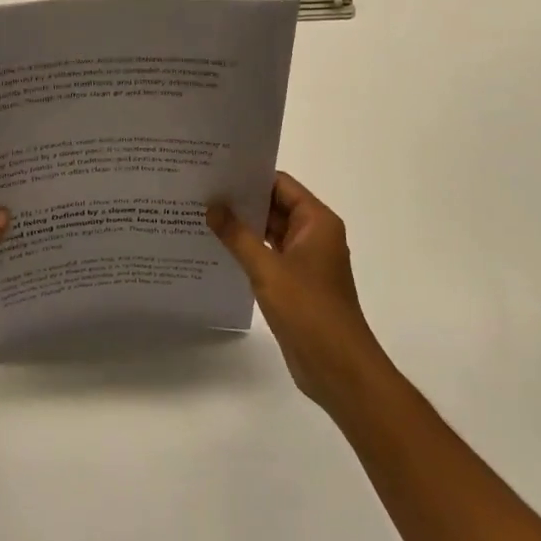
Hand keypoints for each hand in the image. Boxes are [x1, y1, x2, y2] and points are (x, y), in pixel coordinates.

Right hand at [207, 172, 391, 413]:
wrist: (339, 369)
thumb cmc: (309, 310)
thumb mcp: (268, 269)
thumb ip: (238, 236)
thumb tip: (213, 206)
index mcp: (317, 222)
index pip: (280, 184)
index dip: (250, 176)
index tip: (216, 171)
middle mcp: (314, 235)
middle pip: (274, 206)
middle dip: (241, 201)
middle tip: (201, 191)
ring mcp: (305, 261)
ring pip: (270, 232)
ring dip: (242, 227)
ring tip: (202, 215)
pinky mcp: (296, 283)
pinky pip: (268, 256)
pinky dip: (247, 250)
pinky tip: (217, 249)